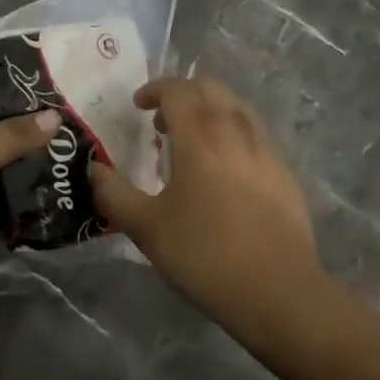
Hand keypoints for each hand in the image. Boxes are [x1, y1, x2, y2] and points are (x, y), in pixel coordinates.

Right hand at [88, 76, 319, 330]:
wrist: (280, 292)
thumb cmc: (206, 254)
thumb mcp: (147, 229)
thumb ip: (114, 195)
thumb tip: (94, 169)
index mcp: (200, 133)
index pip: (176, 89)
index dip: (154, 89)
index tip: (138, 106)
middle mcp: (234, 128)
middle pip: (209, 87)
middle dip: (183, 94)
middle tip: (163, 123)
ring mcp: (265, 148)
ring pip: (236, 106)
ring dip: (211, 110)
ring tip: (195, 142)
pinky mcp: (284, 171)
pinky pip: (255, 132)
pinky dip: (234, 132)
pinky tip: (227, 169)